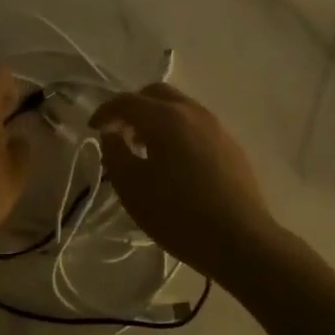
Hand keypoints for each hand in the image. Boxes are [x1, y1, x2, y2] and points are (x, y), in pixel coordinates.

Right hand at [89, 83, 276, 270]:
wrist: (240, 240)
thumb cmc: (178, 214)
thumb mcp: (132, 188)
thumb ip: (115, 154)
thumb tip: (112, 134)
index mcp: (165, 118)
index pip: (127, 101)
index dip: (105, 112)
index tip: (93, 129)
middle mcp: (192, 112)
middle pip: (156, 94)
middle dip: (133, 107)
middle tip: (120, 132)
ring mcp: (216, 127)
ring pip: (179, 107)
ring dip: (156, 118)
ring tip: (145, 149)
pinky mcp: (231, 145)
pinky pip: (196, 125)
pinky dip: (177, 130)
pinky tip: (174, 162)